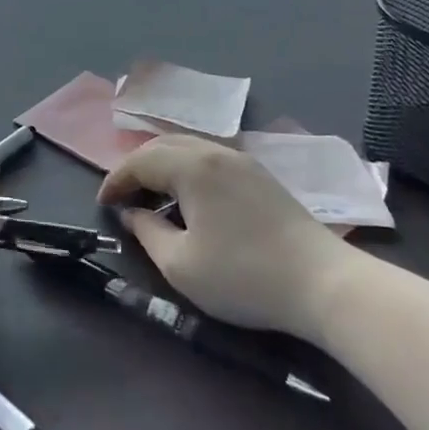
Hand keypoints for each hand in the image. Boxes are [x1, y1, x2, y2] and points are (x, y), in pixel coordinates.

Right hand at [98, 135, 356, 340]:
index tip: (103, 204)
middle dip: (136, 166)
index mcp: (191, 166)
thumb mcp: (181, 265)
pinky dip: (187, 168)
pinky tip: (189, 197)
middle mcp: (215, 152)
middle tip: (123, 195)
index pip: (139, 161)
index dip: (116, 180)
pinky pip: (210, 158)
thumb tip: (133, 214)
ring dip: (162, 165)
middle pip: (162, 145)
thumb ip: (147, 233)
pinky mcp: (261, 176)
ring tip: (151, 194)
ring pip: (188, 147)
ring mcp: (243, 161)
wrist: (325, 284)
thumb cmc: (244, 275)